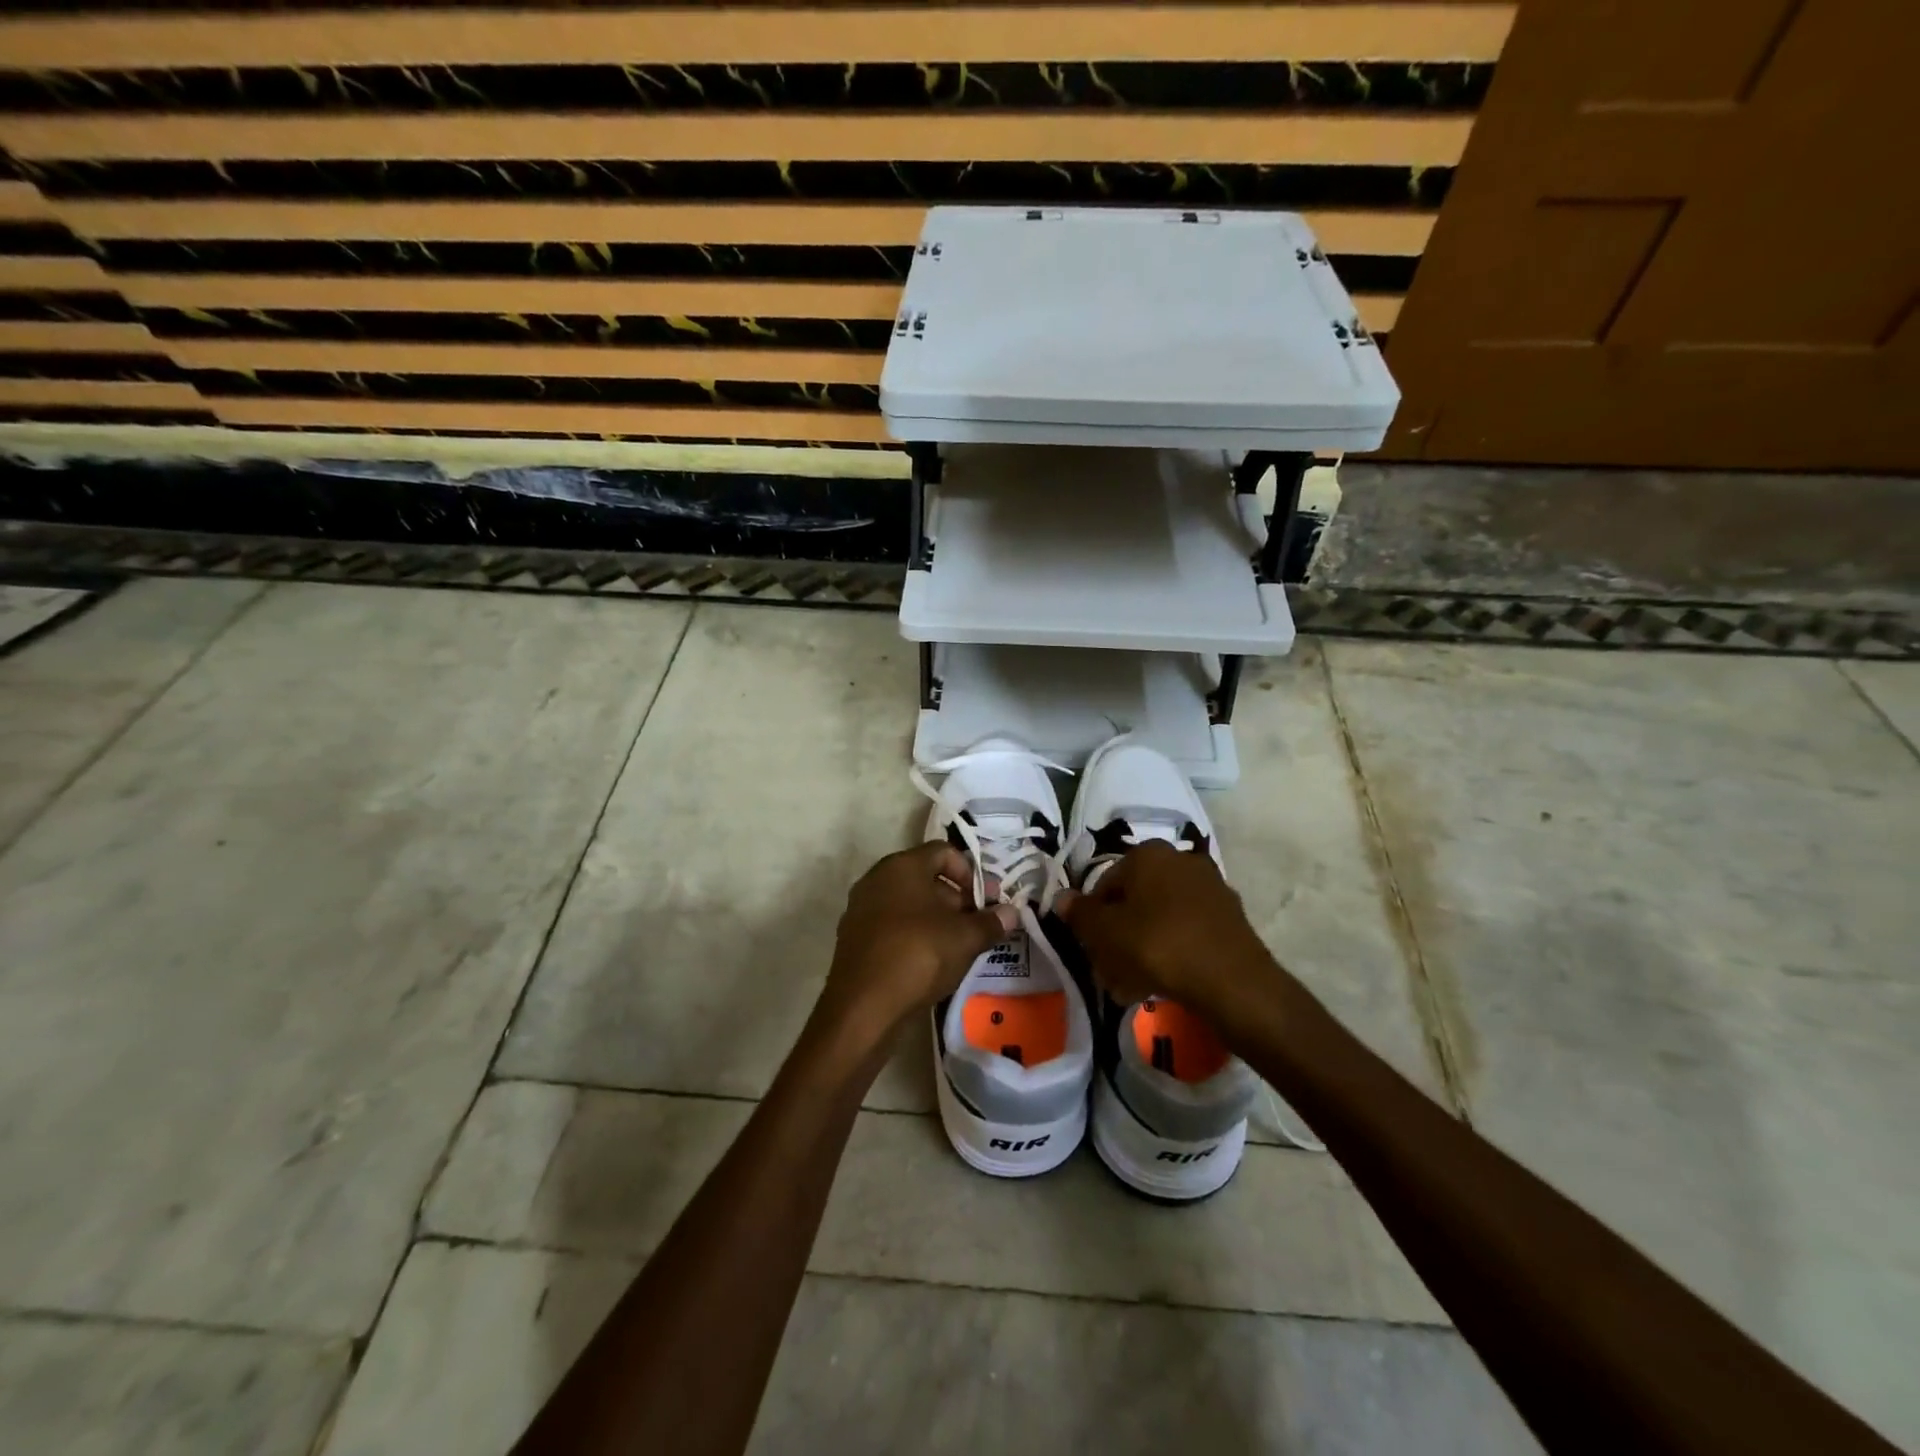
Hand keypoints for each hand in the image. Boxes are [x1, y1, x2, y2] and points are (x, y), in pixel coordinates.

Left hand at [819, 842, 1017, 1039]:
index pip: (943, 852)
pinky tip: (931, 961)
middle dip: (956, 898)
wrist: (863, 1006)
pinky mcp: (854, 938)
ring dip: (936, 918)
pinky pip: (892, 925)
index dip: (970, 872)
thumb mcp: (965, 938)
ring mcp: (861, 908)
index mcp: (902, 866)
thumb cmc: (919, 955)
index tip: (986, 901)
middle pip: (925, 877)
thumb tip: (1012, 912)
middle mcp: (877, 878)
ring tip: (959, 946)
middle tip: (978, 925)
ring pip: (908, 902)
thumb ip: (991, 922)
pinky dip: (914, 934)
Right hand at [1059, 842, 1281, 1024]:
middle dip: (1119, 934)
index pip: (1105, 883)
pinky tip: (1163, 983)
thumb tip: (1061, 898)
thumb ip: (1080, 914)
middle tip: (1110, 970)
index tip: (1091, 949)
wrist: (1231, 982)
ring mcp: (1210, 887)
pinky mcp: (1229, 916)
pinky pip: (1187, 930)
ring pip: (1160, 917)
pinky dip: (1172, 950)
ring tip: (1133, 985)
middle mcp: (1180, 859)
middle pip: (1135, 900)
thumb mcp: (1105, 932)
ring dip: (1143, 946)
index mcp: (1148, 853)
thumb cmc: (1157, 946)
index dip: (1092, 918)